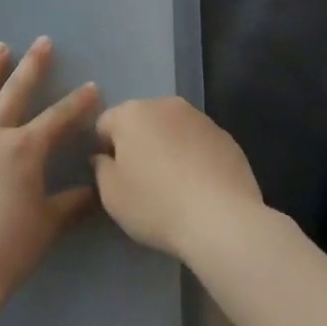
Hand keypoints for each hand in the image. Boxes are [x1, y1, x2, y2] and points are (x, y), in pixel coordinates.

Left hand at [0, 37, 100, 313]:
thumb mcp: (48, 225)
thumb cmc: (7, 250)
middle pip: (15, 92)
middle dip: (33, 65)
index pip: (59, 118)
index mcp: (24, 149)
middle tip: (42, 42)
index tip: (92, 86)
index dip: (78, 102)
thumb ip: (72, 202)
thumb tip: (95, 188)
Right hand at [91, 98, 264, 261]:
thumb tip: (104, 158)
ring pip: (172, 130)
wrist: (222, 220)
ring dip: (167, 148)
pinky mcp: (226, 136)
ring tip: (174, 186)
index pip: (105, 123)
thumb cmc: (156, 205)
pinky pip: (198, 143)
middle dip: (137, 144)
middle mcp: (166, 105)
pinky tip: (199, 188)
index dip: (104, 150)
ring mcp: (200, 118)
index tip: (113, 177)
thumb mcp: (111, 195)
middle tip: (141, 182)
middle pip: (141, 121)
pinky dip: (194, 157)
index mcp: (132, 113)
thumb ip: (100, 168)